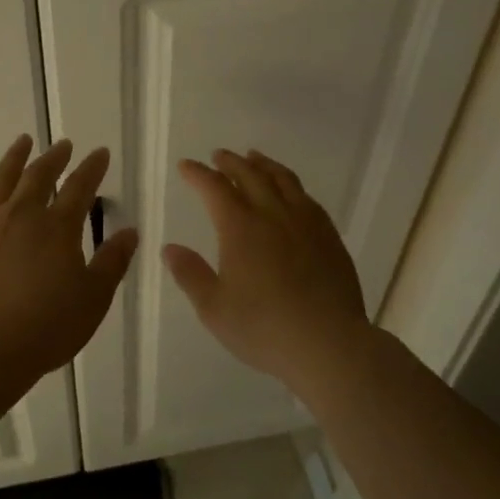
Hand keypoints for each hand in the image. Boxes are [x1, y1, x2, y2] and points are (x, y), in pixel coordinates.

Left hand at [0, 134, 139, 377]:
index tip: (100, 152)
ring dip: (13, 160)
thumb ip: (112, 261)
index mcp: (58, 228)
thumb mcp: (94, 298)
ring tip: (22, 142)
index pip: (80, 188)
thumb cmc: (47, 326)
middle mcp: (21, 216)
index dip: (92, 168)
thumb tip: (130, 231)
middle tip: (63, 144)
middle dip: (54, 158)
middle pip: (38, 177)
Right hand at [163, 149, 374, 392]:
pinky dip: (291, 185)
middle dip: (230, 163)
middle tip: (218, 155)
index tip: (186, 166)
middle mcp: (273, 214)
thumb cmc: (264, 328)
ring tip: (254, 158)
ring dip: (264, 165)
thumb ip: (190, 275)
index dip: (198, 174)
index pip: (214, 188)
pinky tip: (291, 192)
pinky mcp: (329, 236)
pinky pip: (307, 198)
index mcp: (240, 227)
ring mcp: (306, 222)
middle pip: (250, 175)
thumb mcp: (214, 308)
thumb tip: (170, 248)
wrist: (328, 343)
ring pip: (283, 180)